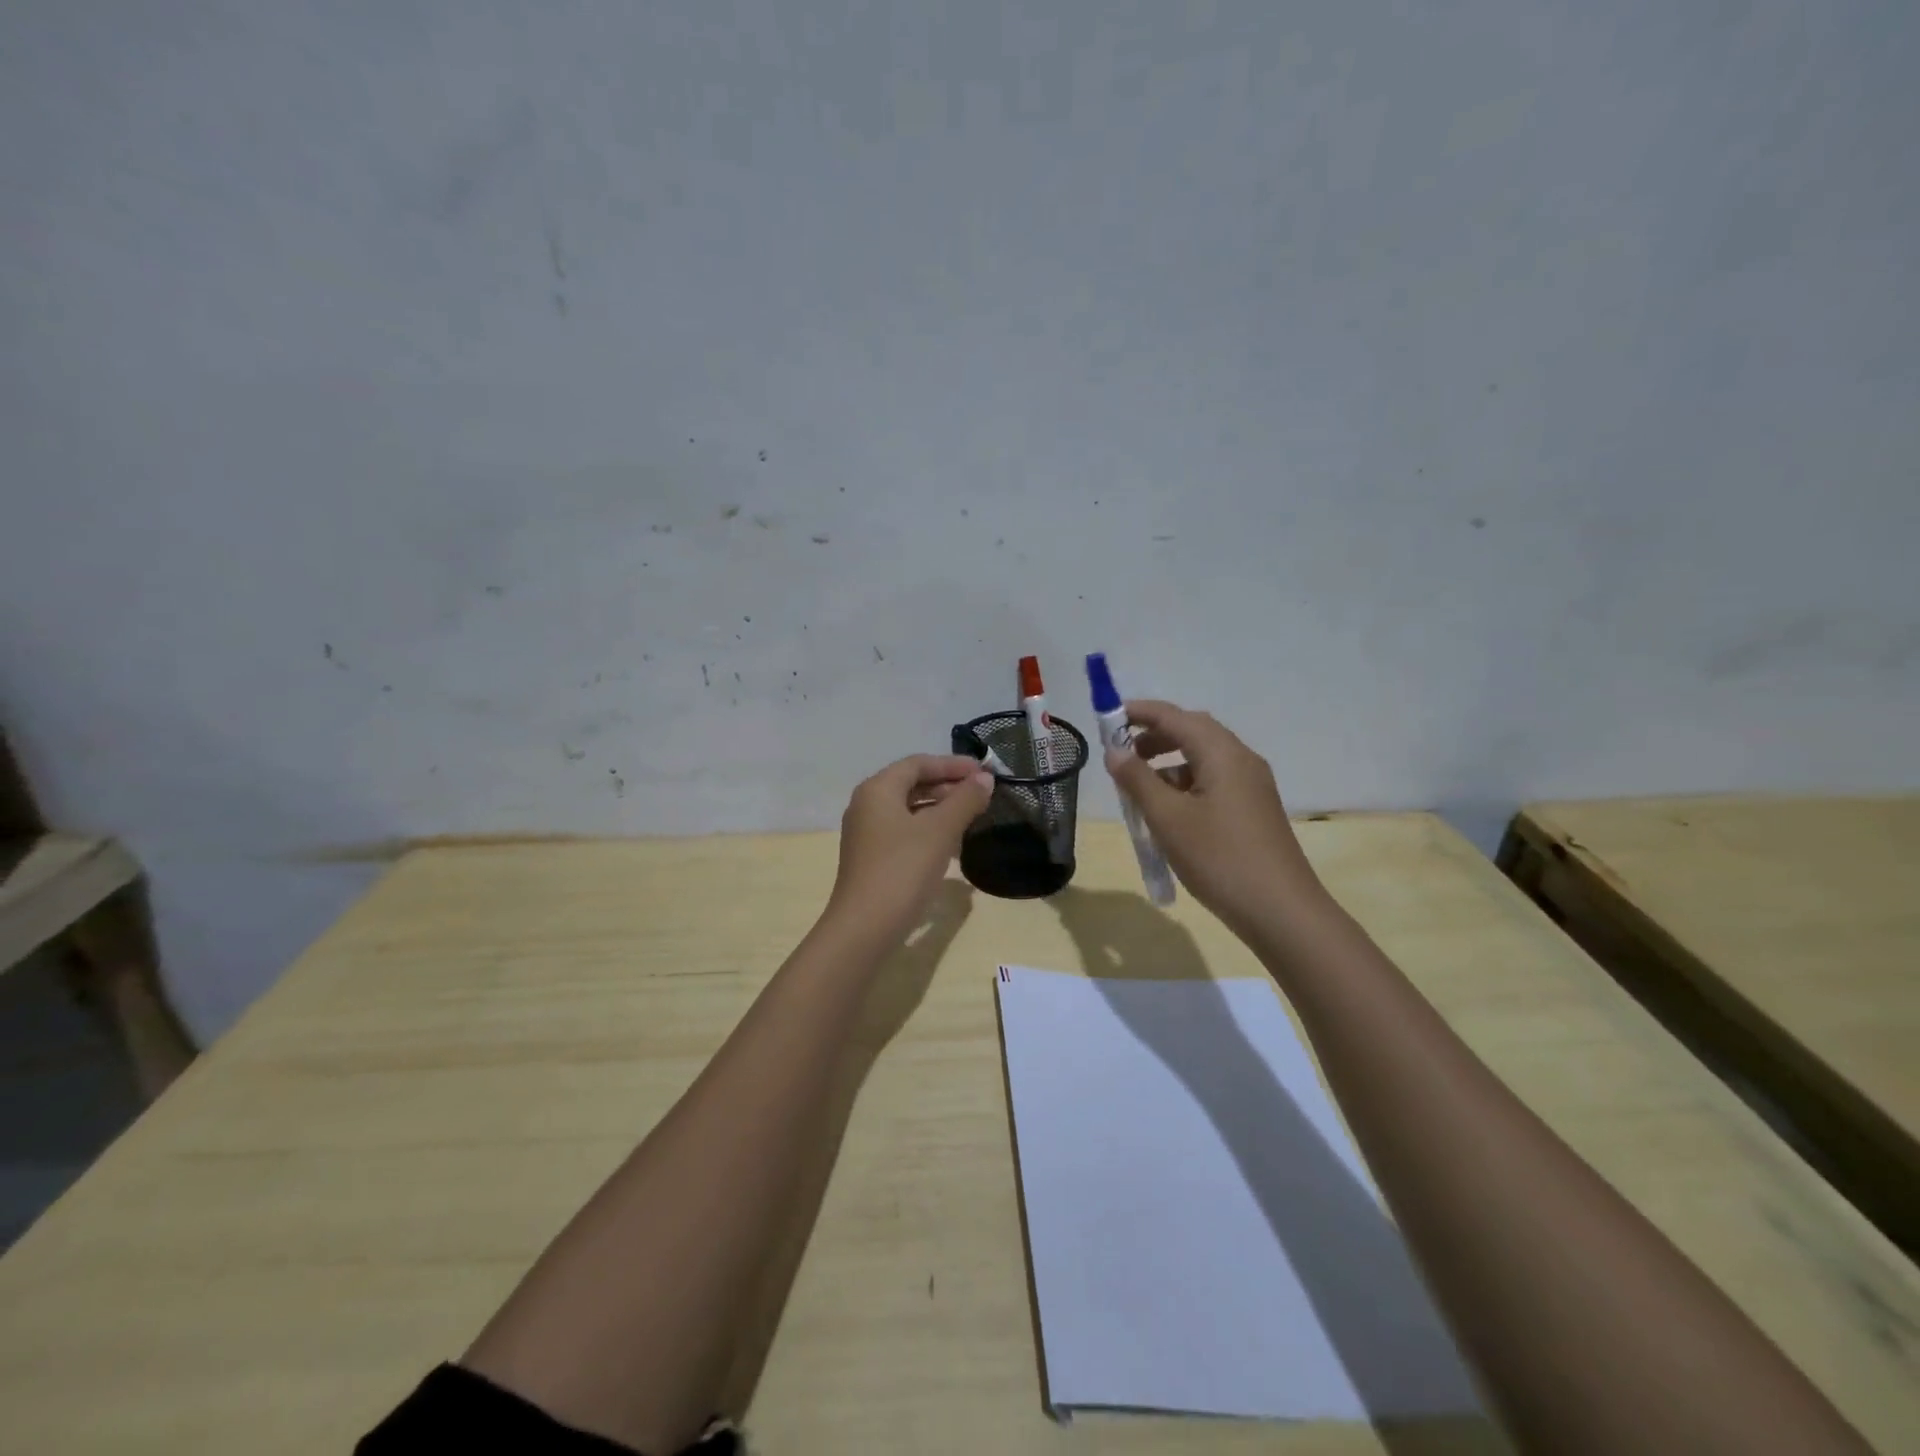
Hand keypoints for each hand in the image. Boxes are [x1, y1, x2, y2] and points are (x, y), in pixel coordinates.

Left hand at [823, 754, 992, 950]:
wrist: (865, 928)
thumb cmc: (903, 869)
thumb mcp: (940, 830)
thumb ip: (965, 800)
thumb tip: (985, 779)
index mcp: (877, 789)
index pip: (918, 763)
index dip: (953, 764)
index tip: (985, 772)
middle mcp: (867, 805)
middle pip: (912, 784)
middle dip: (948, 786)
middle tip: (982, 795)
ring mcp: (867, 834)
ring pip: (909, 809)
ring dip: (941, 809)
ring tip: (973, 818)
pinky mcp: (872, 858)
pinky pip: (905, 832)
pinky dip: (929, 831)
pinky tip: (952, 846)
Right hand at [1104, 701, 1327, 936]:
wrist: (1280, 911)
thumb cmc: (1219, 858)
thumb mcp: (1167, 818)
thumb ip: (1137, 779)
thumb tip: (1115, 751)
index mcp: (1222, 753)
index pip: (1174, 716)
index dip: (1138, 713)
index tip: (1106, 719)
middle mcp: (1241, 760)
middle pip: (1192, 731)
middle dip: (1154, 736)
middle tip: (1121, 754)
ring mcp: (1251, 785)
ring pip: (1203, 758)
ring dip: (1168, 762)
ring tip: (1139, 789)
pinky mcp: (1253, 808)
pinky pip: (1213, 780)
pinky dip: (1185, 783)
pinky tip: (1168, 812)